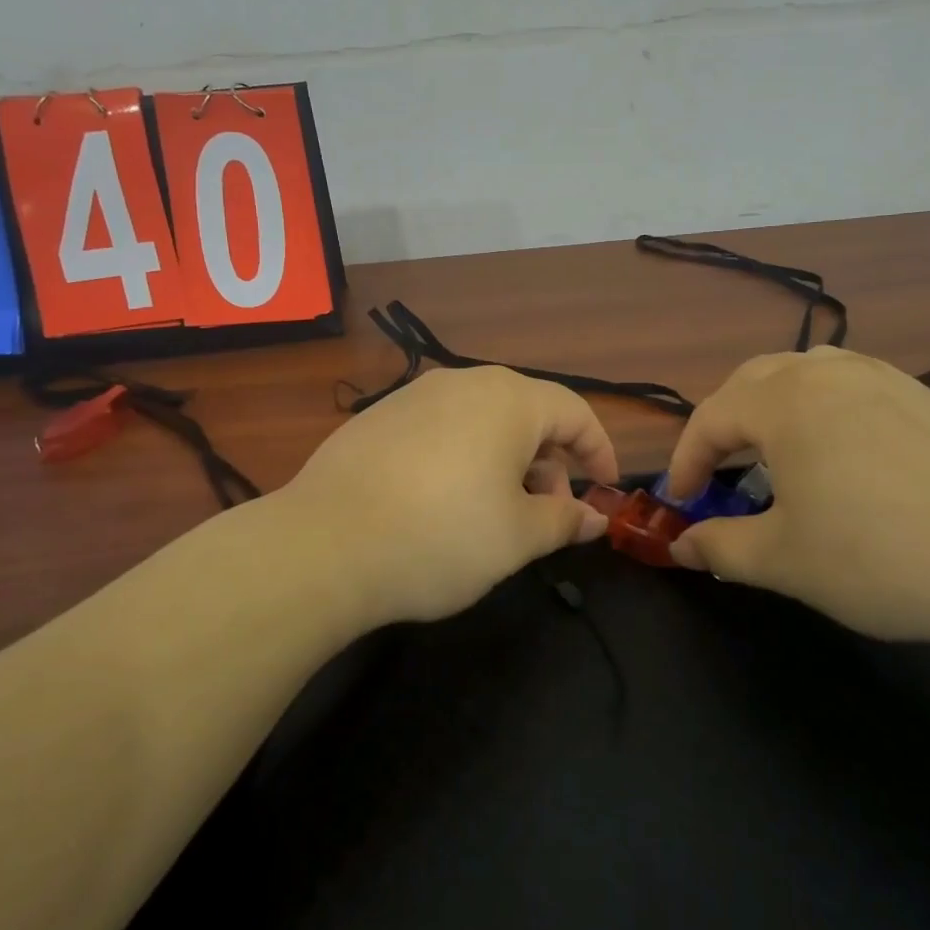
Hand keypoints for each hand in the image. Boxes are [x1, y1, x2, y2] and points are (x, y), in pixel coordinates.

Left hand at [281, 366, 619, 626]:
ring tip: (497, 511)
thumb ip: (563, 520)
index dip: (599, 450)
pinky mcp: (378, 419)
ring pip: (481, 421)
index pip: (574, 411)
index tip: (606, 489)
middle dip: (550, 461)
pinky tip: (444, 502)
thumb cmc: (442, 537)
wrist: (323, 546)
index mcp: (508, 400)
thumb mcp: (517, 538)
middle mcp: (462, 383)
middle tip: (547, 512)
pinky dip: (462, 458)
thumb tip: (593, 517)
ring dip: (506, 460)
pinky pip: (440, 430)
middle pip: (527, 413)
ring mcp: (414, 397)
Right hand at [662, 347, 929, 654]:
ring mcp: (882, 378)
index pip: (711, 419)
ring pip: (803, 375)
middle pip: (752, 382)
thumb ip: (719, 547)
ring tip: (774, 455)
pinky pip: (848, 386)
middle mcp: (827, 374)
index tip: (681, 504)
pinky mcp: (923, 396)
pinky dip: (820, 410)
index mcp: (784, 402)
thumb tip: (681, 546)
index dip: (685, 462)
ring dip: (771, 408)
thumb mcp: (783, 561)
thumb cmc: (881, 557)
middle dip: (724, 426)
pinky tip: (838, 454)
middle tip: (720, 474)